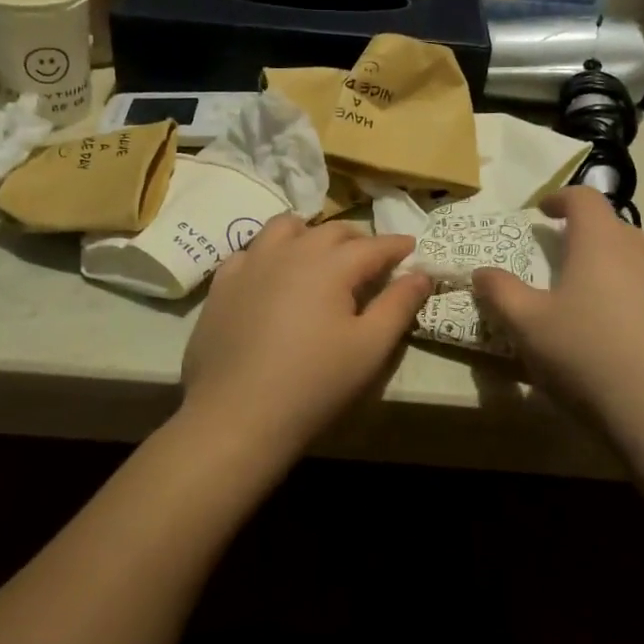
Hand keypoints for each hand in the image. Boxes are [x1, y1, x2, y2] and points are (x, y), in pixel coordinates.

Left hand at [180, 215, 433, 459]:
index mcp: (330, 264)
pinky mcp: (223, 284)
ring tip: (320, 256)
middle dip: (357, 240)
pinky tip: (273, 275)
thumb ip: (399, 305)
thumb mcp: (370, 348)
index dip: (396, 245)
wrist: (237, 415)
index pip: (373, 245)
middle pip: (331, 231)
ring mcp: (251, 264)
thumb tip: (420, 273)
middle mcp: (290, 251)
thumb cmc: (314, 383)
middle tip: (372, 259)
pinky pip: (251, 251)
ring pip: (285, 228)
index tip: (411, 248)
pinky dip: (271, 253)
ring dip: (310, 234)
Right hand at [471, 187, 643, 459]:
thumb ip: (500, 293)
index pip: (583, 197)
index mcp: (602, 243)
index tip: (543, 212)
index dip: (560, 198)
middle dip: (584, 239)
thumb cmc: (590, 358)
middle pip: (612, 230)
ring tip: (590, 310)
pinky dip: (636, 306)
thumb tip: (482, 272)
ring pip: (638, 265)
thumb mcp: (528, 328)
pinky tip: (625, 345)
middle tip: (559, 265)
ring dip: (611, 274)